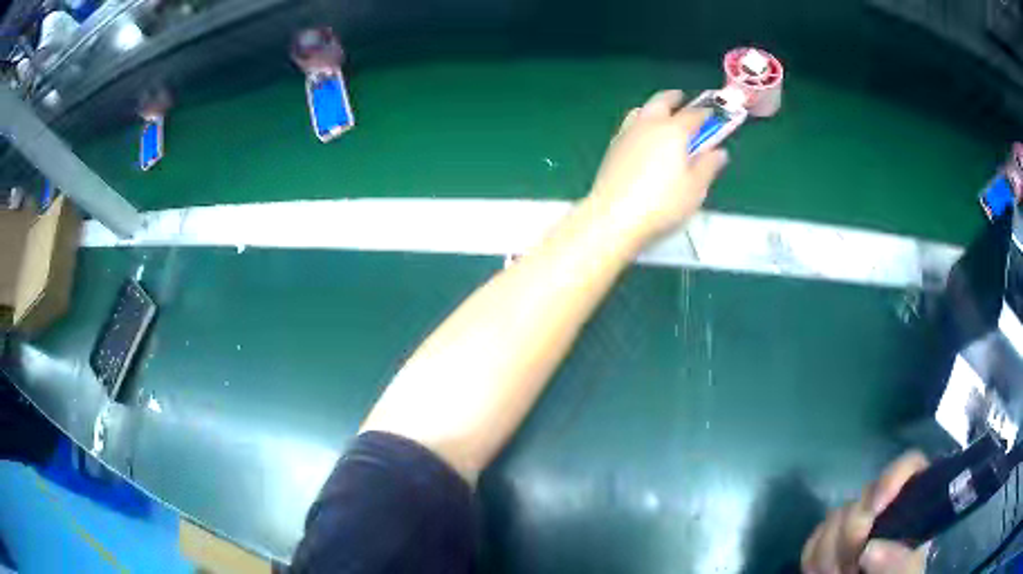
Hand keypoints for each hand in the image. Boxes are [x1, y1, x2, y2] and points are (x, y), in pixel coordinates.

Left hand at [587, 90, 728, 244]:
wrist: (614, 217)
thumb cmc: (662, 204)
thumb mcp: (695, 189)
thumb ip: (708, 166)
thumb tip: (719, 152)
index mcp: (674, 131)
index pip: (694, 115)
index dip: (706, 114)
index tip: (712, 116)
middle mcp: (649, 124)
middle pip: (661, 100)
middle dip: (674, 98)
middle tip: (682, 99)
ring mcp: (627, 133)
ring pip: (642, 110)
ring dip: (654, 107)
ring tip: (661, 115)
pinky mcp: (613, 147)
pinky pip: (630, 125)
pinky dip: (641, 122)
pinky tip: (643, 137)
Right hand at [802, 451, 930, 573]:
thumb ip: (900, 562)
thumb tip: (870, 548)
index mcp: (914, 509)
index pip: (910, 466)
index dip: (891, 477)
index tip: (873, 512)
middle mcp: (886, 512)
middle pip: (865, 494)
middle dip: (851, 530)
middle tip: (850, 565)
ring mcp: (856, 529)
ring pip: (835, 515)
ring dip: (829, 549)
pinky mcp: (830, 546)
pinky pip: (814, 538)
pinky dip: (814, 556)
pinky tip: (820, 573)